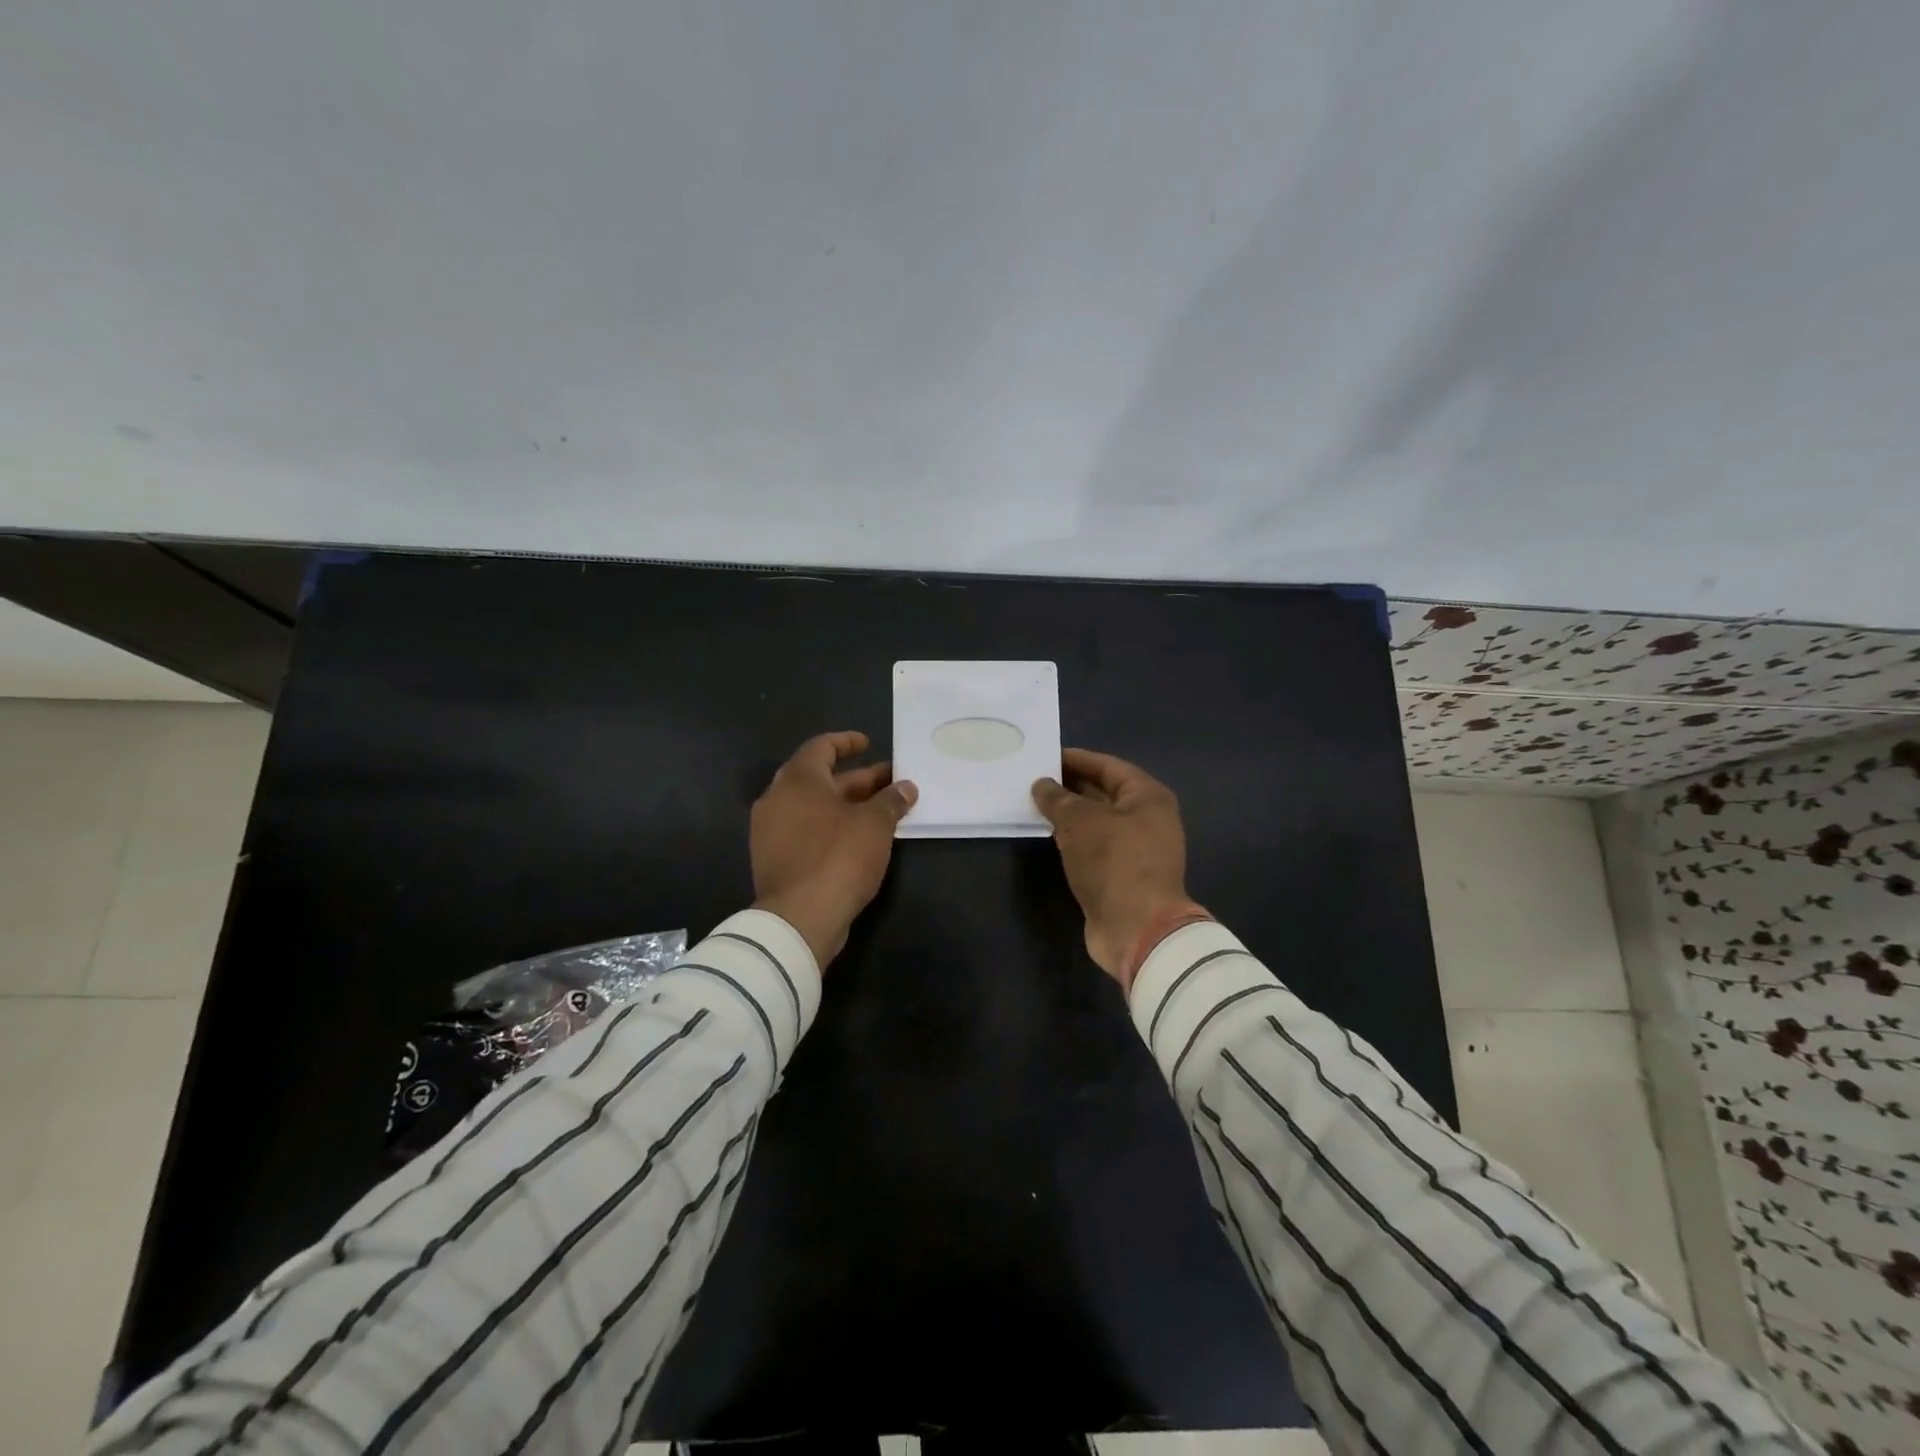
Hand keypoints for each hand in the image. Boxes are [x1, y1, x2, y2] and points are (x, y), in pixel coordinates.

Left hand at [751, 731, 916, 966]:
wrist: (800, 919)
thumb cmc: (838, 857)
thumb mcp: (875, 824)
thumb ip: (891, 800)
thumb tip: (906, 787)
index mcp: (797, 780)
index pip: (821, 747)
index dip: (847, 742)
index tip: (869, 744)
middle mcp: (777, 800)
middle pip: (820, 779)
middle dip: (858, 779)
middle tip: (890, 781)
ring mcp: (771, 832)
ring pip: (814, 808)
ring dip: (848, 805)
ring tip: (882, 811)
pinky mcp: (775, 860)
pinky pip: (807, 831)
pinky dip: (832, 827)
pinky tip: (860, 839)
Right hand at [1033, 748, 1195, 990]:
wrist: (1137, 929)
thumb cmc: (1113, 863)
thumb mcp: (1079, 822)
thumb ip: (1058, 799)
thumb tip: (1042, 785)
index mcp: (1148, 796)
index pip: (1108, 766)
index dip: (1076, 759)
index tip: (1045, 756)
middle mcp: (1148, 818)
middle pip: (1105, 793)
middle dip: (1070, 786)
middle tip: (1034, 780)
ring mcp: (1138, 849)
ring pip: (1099, 822)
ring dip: (1070, 814)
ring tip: (1036, 805)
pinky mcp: (1125, 875)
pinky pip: (1096, 846)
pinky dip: (1075, 839)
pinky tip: (1050, 836)